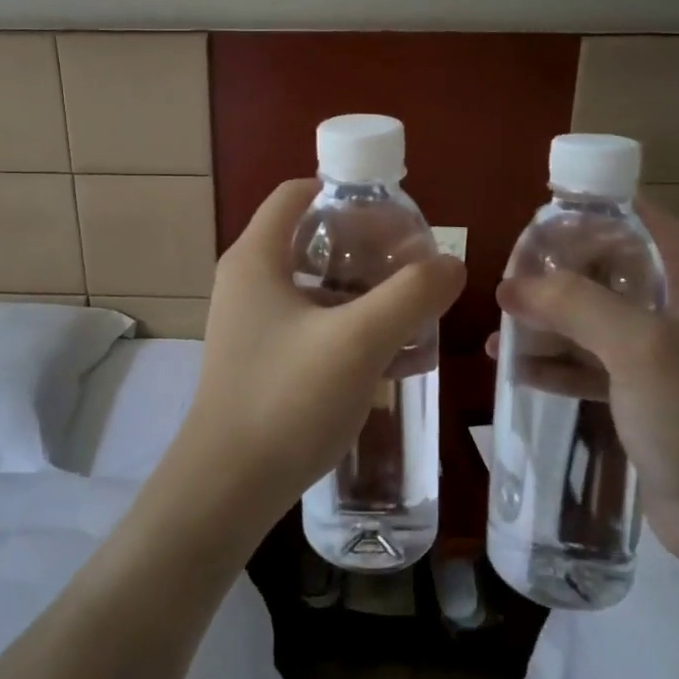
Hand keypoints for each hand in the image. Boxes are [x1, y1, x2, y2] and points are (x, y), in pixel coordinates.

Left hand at [167, 180, 465, 530]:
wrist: (227, 487)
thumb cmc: (286, 400)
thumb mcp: (358, 341)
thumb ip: (410, 295)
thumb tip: (451, 263)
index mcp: (256, 257)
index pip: (298, 193)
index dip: (346, 192)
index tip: (394, 215)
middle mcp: (246, 281)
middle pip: (309, 236)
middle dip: (364, 245)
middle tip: (412, 263)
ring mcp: (250, 323)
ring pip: (313, 284)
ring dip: (360, 289)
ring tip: (410, 306)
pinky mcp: (259, 359)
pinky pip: (309, 322)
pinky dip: (346, 324)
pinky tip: (389, 353)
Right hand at [490, 199, 678, 563]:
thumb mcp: (638, 346)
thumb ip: (574, 304)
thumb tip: (511, 286)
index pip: (642, 220)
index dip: (594, 210)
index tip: (539, 217)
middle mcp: (676, 310)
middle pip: (606, 268)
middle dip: (556, 272)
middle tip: (508, 280)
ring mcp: (658, 355)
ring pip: (591, 317)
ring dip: (546, 319)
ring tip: (498, 328)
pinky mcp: (640, 394)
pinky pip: (587, 363)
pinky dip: (552, 362)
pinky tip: (513, 368)